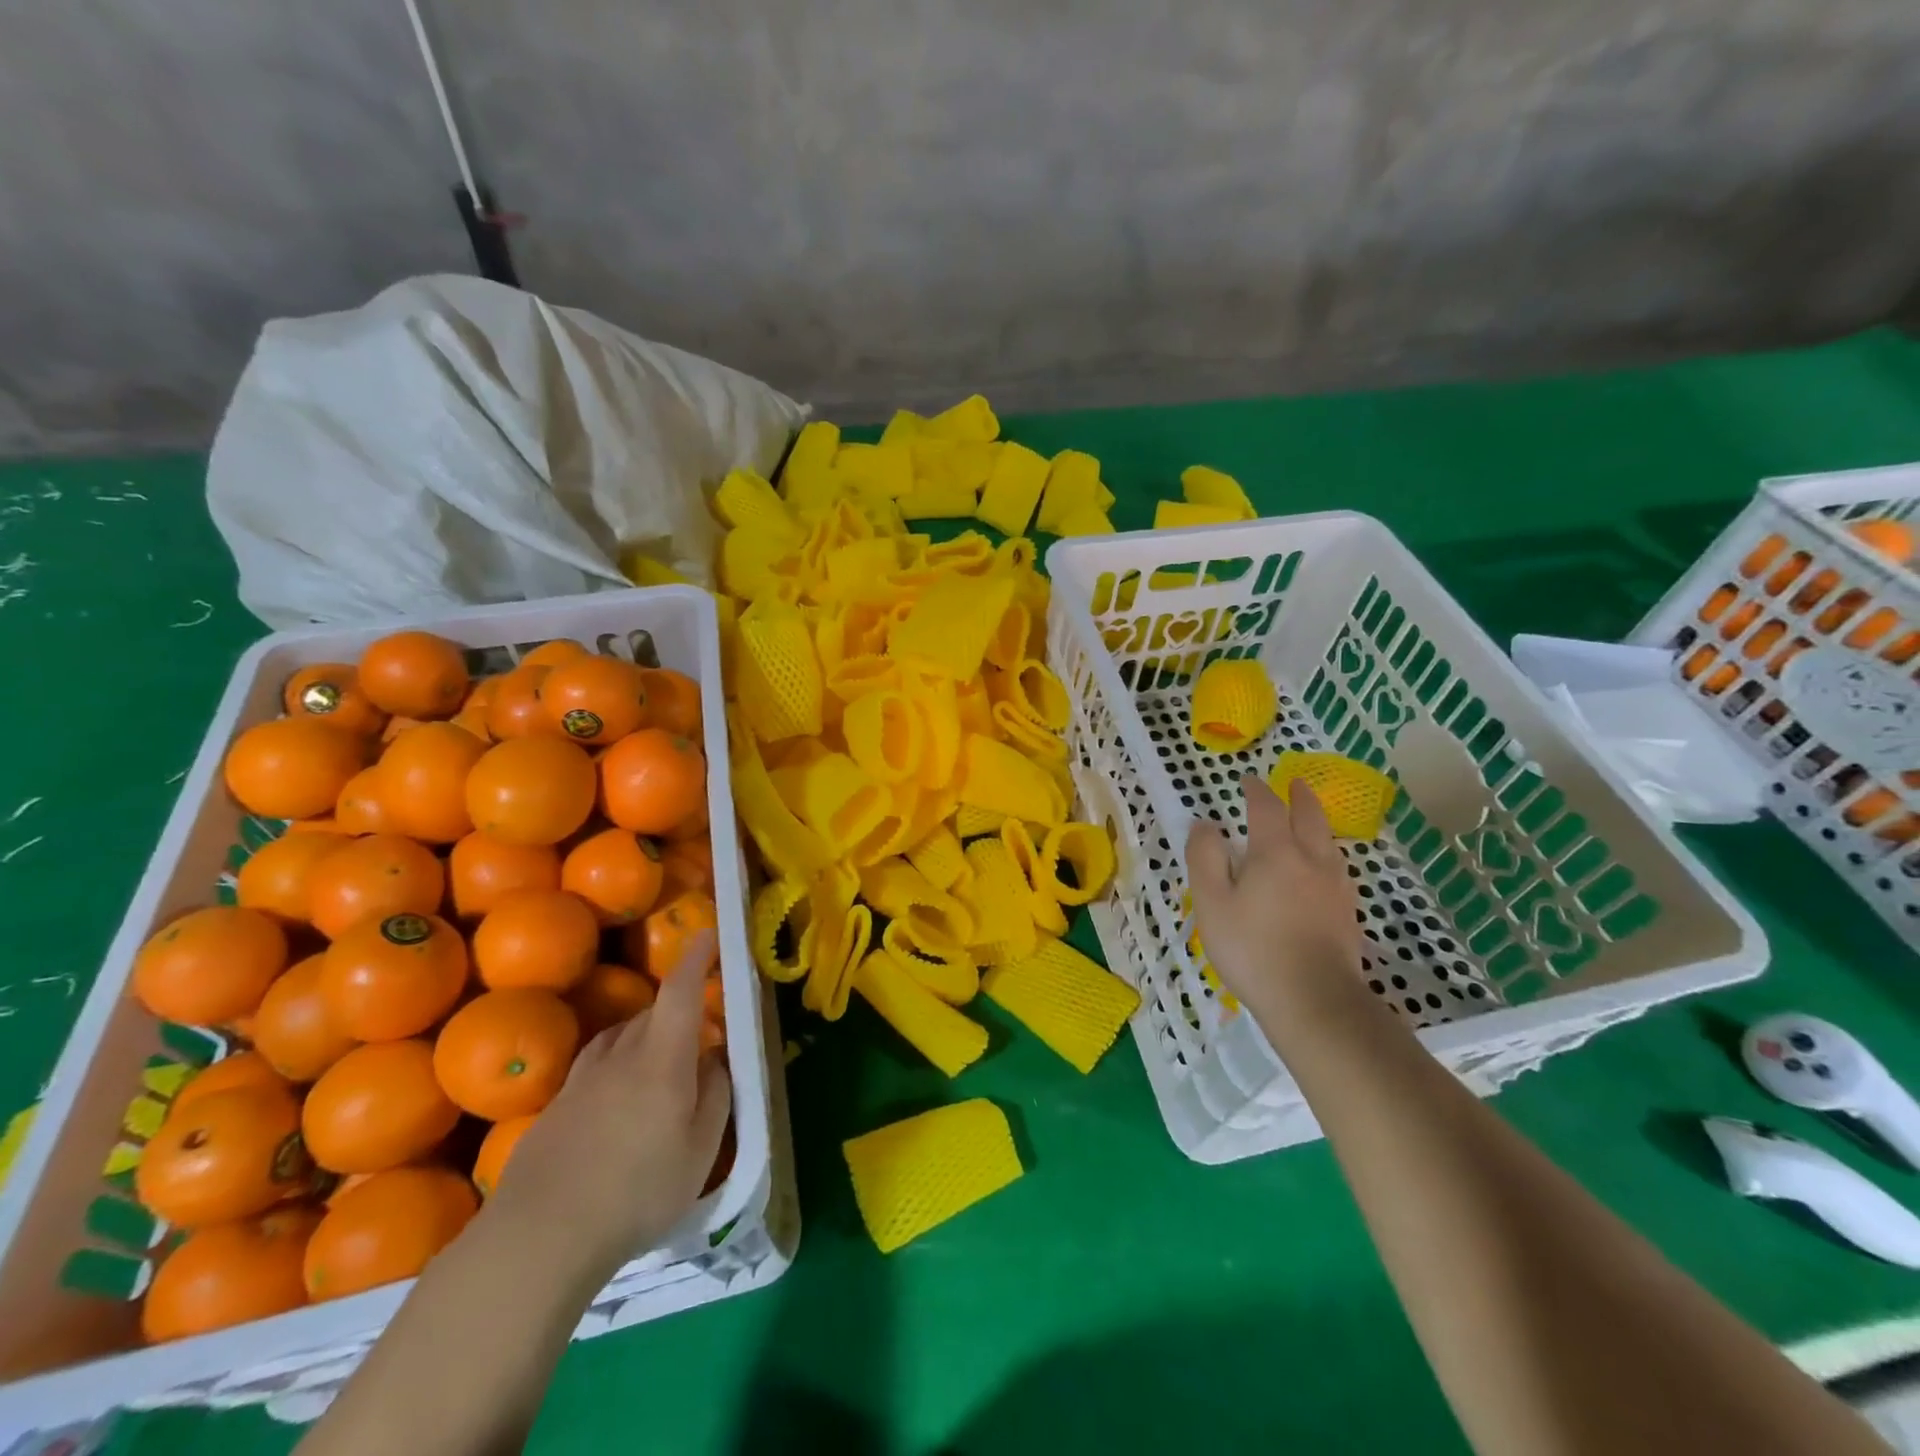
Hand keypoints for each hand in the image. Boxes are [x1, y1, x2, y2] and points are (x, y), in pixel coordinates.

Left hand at [484, 931, 731, 1280]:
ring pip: (621, 1036)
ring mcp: (582, 1080)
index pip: (680, 990)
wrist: (538, 1238)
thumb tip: (716, 1057)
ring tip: (661, 1065)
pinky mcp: (555, 1107)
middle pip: (653, 1013)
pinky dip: (618, 1065)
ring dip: (646, 1035)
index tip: (710, 934)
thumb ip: (716, 1094)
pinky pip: (596, 1066)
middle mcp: (620, 1055)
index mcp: (662, 1058)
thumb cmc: (636, 1191)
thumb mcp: (700, 1150)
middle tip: (700, 1036)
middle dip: (679, 1010)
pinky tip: (620, 1103)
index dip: (697, 957)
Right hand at [1186, 776, 1363, 1020]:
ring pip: (1329, 842)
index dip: (1256, 791)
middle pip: (1310, 817)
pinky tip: (1324, 868)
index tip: (1248, 780)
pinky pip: (1338, 867)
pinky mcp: (1347, 912)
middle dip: (1299, 796)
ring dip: (1317, 822)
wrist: (1314, 1000)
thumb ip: (1205, 858)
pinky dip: (1327, 852)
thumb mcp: (1212, 902)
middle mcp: (1311, 860)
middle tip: (1294, 783)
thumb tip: (1205, 824)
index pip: (1266, 808)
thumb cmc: (1253, 948)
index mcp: (1275, 852)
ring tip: (1310, 819)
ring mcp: (1335, 887)